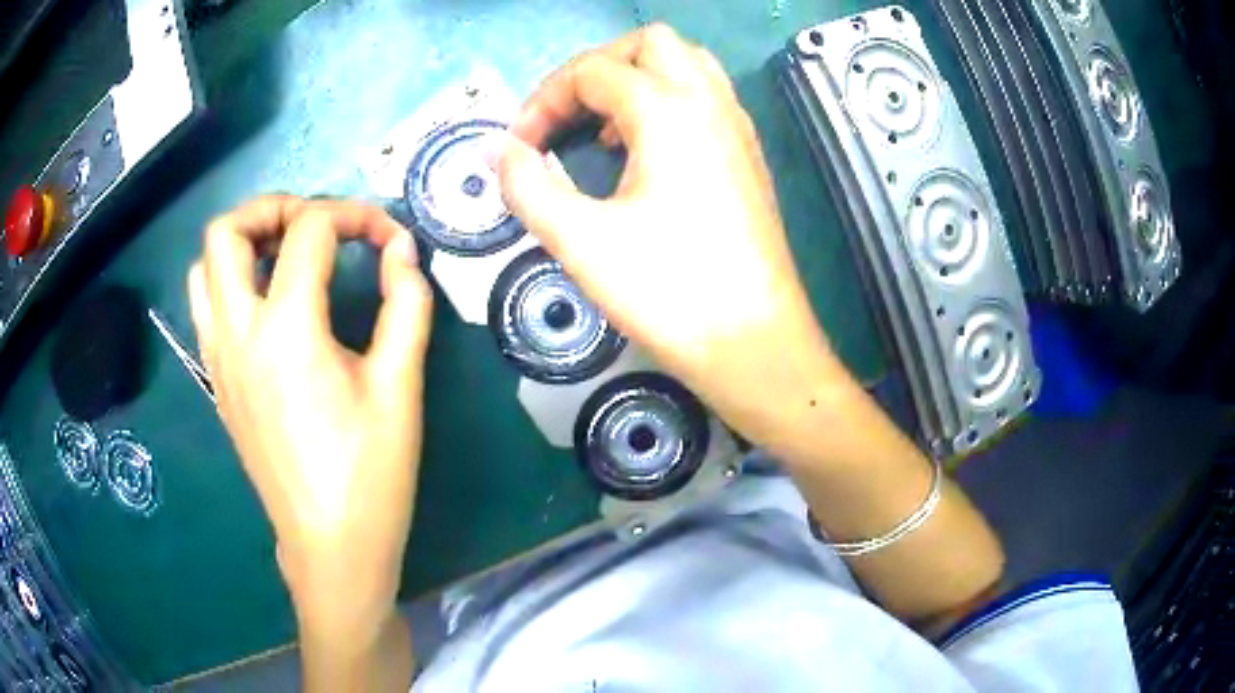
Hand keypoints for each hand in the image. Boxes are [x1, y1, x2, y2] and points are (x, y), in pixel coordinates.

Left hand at [187, 196, 432, 637]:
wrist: (329, 546)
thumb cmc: (370, 474)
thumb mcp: (399, 387)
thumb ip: (405, 305)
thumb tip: (401, 250)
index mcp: (287, 330)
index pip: (309, 230)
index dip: (354, 216)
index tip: (386, 238)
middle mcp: (238, 334)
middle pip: (226, 232)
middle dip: (272, 208)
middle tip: (315, 227)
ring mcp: (218, 359)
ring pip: (204, 268)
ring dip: (243, 244)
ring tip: (286, 257)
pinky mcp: (217, 381)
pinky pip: (207, 306)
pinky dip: (232, 281)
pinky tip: (271, 305)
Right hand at [498, 25, 849, 444]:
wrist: (755, 345)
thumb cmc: (669, 294)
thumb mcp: (581, 242)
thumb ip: (528, 186)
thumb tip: (498, 151)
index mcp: (667, 111)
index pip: (591, 71)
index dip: (542, 101)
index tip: (518, 145)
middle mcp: (709, 103)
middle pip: (648, 44)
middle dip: (595, 68)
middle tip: (563, 116)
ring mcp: (736, 127)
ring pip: (685, 64)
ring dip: (634, 79)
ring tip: (599, 128)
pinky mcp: (747, 156)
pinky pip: (705, 98)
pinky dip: (665, 102)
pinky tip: (642, 152)